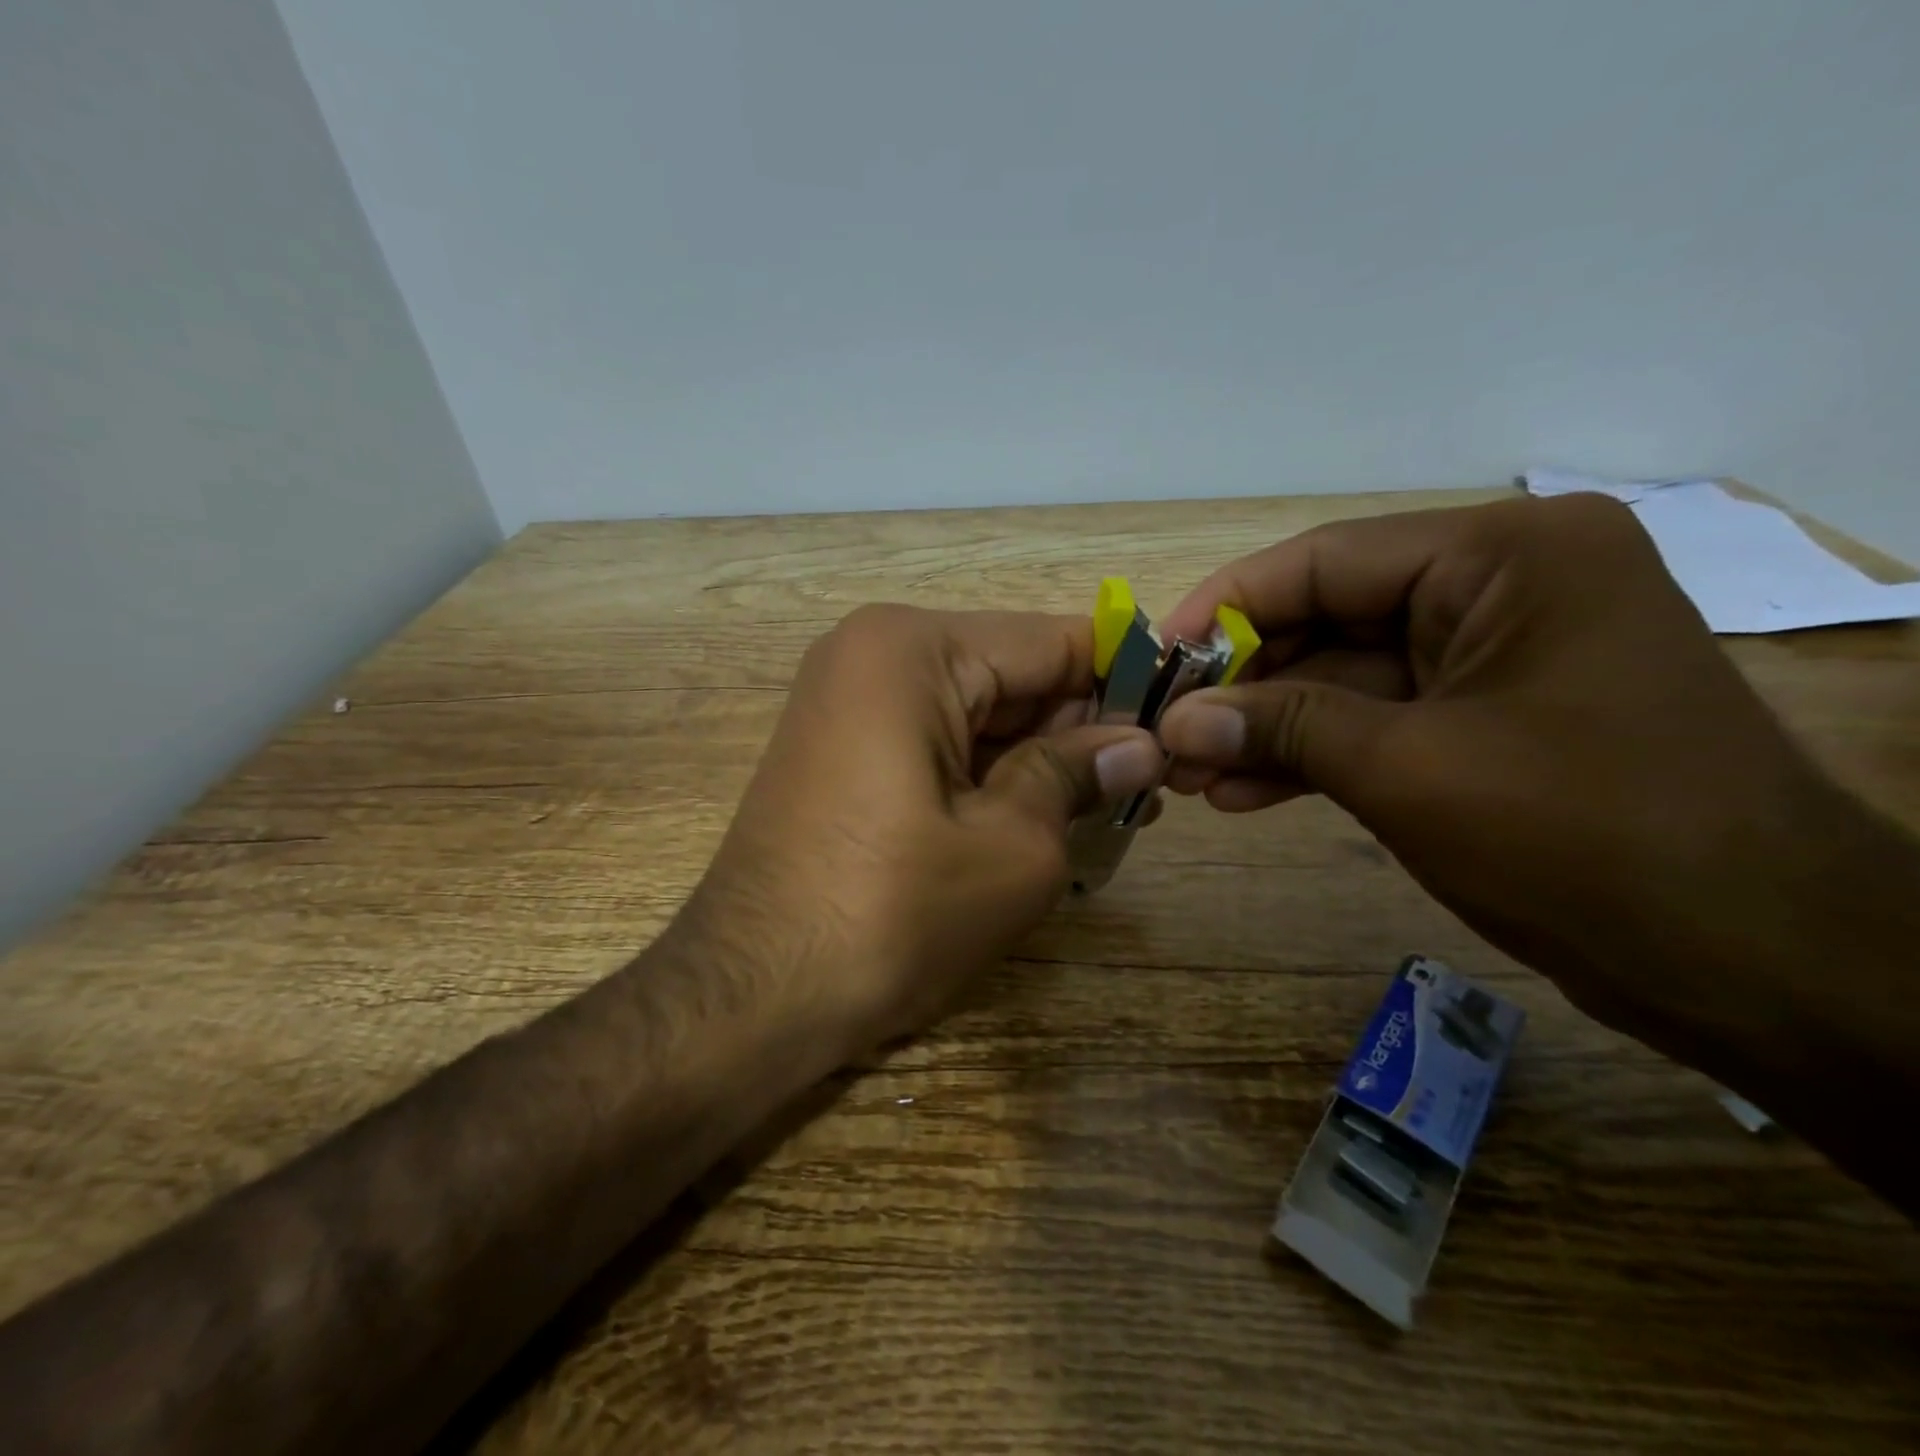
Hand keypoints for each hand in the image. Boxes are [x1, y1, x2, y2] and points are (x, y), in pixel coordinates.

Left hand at [686, 605, 1162, 1052]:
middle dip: (1081, 727)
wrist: (749, 997)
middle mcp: (872, 653)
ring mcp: (847, 702)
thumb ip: (1078, 776)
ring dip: (1039, 758)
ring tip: (1109, 809)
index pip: (1050, 641)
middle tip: (1154, 784)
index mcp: (912, 648)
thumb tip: (1140, 745)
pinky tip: (1038, 818)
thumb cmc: (889, 915)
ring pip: (976, 713)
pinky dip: (989, 775)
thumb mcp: (1011, 847)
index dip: (1124, 679)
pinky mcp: (840, 752)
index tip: (1183, 720)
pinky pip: (936, 742)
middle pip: (1010, 675)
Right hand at [1154, 494, 1904, 1078]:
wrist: (1759, 964)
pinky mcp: (1488, 721)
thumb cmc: (1586, 837)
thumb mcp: (1409, 770)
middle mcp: (1503, 587)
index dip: (1226, 608)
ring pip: (1346, 679)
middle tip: (1167, 735)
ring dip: (1268, 730)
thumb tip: (1176, 724)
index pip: (1324, 560)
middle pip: (1329, 620)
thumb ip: (1283, 729)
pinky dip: (1313, 757)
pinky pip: (1378, 722)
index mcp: (1506, 555)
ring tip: (1189, 779)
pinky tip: (1243, 794)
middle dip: (1244, 687)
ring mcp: (1496, 658)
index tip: (1156, 659)